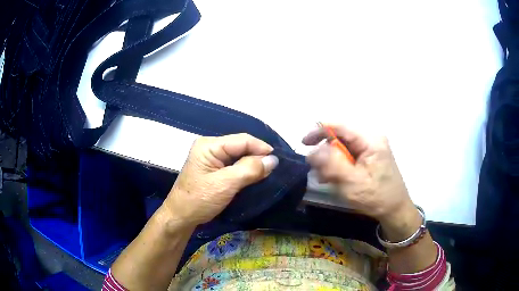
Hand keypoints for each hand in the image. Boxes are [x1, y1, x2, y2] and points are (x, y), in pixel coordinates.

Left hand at [163, 134, 278, 226]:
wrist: (181, 217)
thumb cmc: (199, 200)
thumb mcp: (225, 184)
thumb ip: (249, 170)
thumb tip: (273, 160)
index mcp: (209, 145)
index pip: (242, 140)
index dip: (261, 147)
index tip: (278, 161)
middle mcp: (210, 147)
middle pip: (240, 146)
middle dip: (257, 156)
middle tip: (274, 168)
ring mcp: (211, 158)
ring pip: (239, 156)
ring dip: (252, 163)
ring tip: (268, 172)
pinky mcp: (213, 168)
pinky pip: (234, 164)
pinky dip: (245, 170)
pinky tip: (254, 176)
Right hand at [303, 124, 418, 237]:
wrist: (395, 210)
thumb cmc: (376, 197)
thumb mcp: (352, 182)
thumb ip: (331, 164)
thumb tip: (312, 151)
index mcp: (370, 140)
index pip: (339, 126)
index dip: (319, 131)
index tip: (304, 144)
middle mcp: (371, 139)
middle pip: (340, 137)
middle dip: (325, 152)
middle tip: (317, 171)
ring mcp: (371, 148)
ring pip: (343, 147)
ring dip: (331, 161)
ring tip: (325, 178)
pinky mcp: (370, 157)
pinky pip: (349, 156)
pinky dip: (338, 165)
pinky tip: (333, 178)